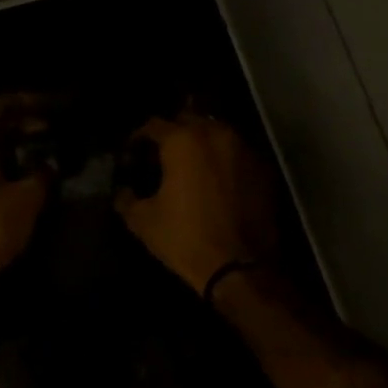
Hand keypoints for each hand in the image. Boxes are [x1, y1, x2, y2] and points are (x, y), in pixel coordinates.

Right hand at [115, 113, 277, 293]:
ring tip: (191, 168)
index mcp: (182, 140)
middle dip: (173, 135)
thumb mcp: (143, 221)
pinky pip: (238, 154)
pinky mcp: (264, 169)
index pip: (153, 125)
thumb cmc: (185, 239)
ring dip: (201, 145)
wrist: (241, 267)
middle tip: (161, 159)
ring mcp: (244, 149)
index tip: (132, 158)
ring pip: (217, 134)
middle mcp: (216, 134)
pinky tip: (217, 182)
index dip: (137, 140)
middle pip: (188, 120)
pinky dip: (224, 161)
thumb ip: (127, 198)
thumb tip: (123, 191)